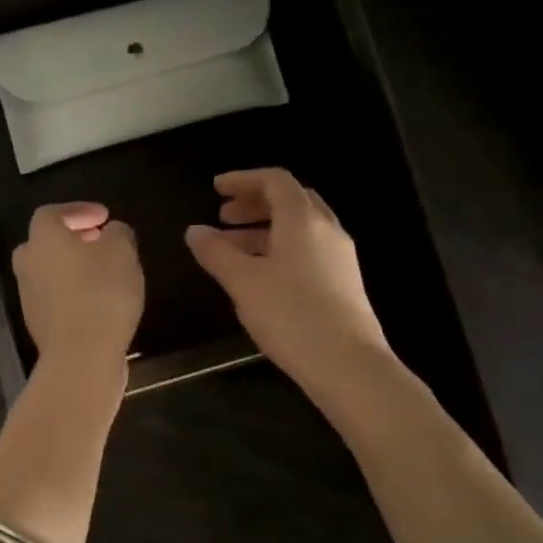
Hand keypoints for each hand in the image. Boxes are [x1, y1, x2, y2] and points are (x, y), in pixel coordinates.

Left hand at [13, 202, 143, 369]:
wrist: (81, 356)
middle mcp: (28, 265)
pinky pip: (54, 299)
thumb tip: (111, 232)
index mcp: (43, 239)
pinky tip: (98, 302)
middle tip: (99, 242)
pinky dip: (72, 293)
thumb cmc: (101, 294)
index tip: (104, 217)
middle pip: (44, 243)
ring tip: (103, 273)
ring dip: (72, 268)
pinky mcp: (39, 325)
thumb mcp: (122, 253)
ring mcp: (29, 297)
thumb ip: (118, 234)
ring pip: (48, 272)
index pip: (52, 213)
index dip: (78, 211)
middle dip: (71, 240)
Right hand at [185, 169, 396, 397]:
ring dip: (265, 230)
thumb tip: (195, 231)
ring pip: (300, 229)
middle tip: (224, 218)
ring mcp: (340, 257)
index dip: (243, 179)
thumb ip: (216, 253)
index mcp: (302, 219)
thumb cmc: (290, 315)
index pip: (274, 181)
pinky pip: (308, 251)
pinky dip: (280, 250)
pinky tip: (262, 277)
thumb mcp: (243, 282)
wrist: (347, 363)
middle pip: (291, 201)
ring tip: (234, 250)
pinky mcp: (344, 283)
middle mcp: (327, 229)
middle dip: (255, 204)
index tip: (216, 189)